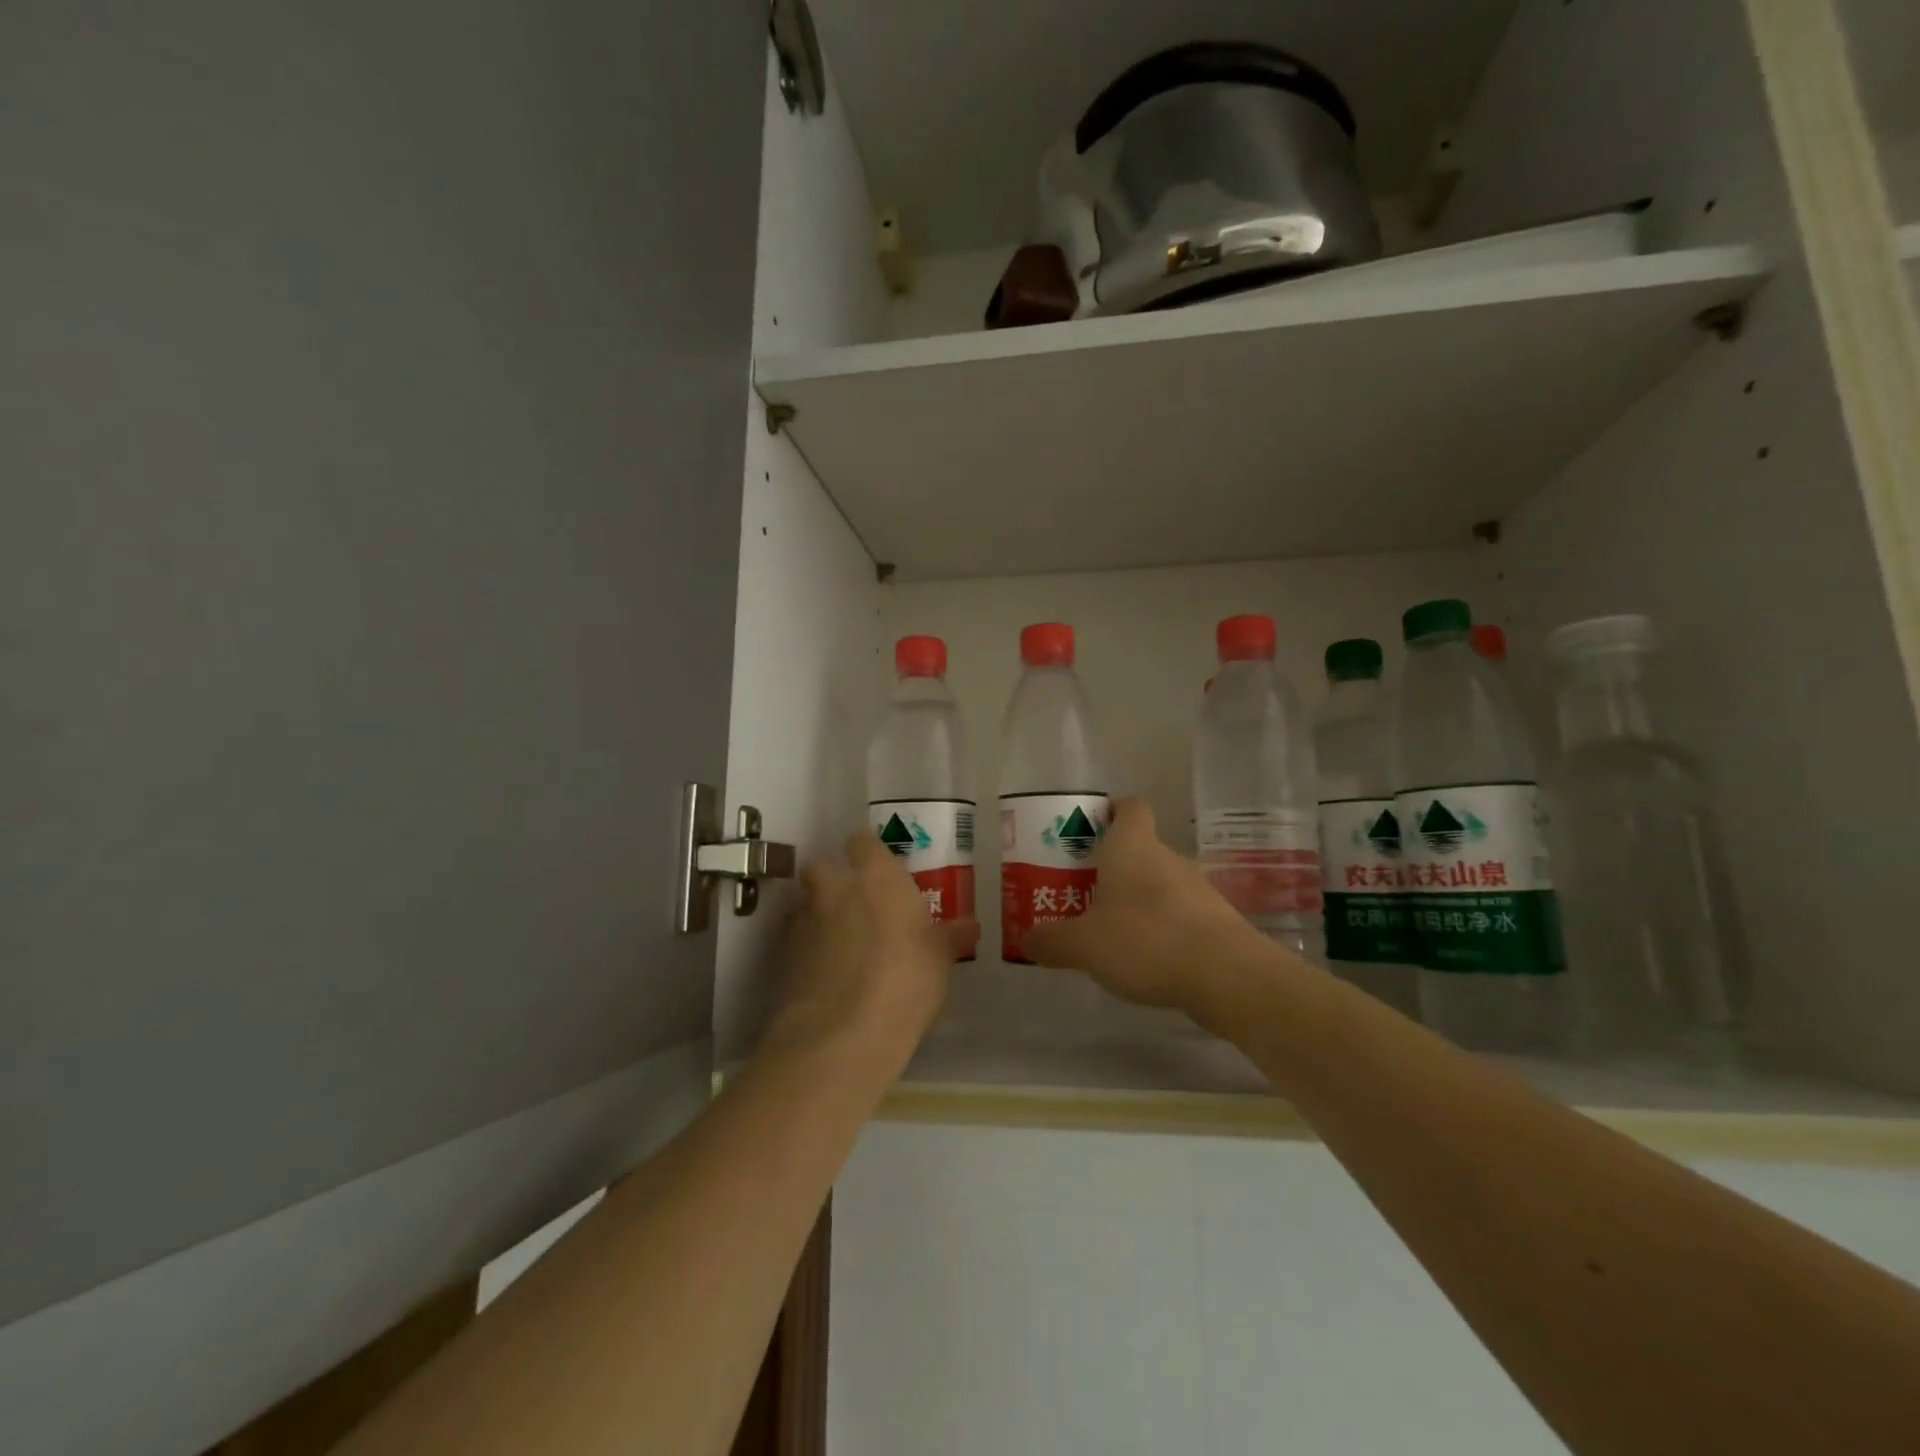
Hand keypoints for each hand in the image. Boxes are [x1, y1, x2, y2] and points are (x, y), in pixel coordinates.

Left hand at [765, 830, 978, 1068]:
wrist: (842, 1034)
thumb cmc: (905, 981)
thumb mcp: (940, 959)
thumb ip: (949, 937)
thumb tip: (969, 926)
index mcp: (876, 877)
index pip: (863, 842)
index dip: (868, 852)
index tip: (879, 869)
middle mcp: (834, 888)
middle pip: (823, 866)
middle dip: (834, 880)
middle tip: (857, 905)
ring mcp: (804, 920)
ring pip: (807, 903)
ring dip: (819, 915)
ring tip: (840, 944)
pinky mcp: (782, 955)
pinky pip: (796, 940)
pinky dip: (807, 949)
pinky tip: (825, 974)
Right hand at [1022, 798, 1269, 1019]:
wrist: (1226, 976)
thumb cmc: (1145, 939)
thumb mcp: (1083, 944)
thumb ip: (1052, 940)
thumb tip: (1028, 939)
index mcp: (1133, 846)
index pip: (1129, 808)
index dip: (1111, 811)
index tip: (1091, 828)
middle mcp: (1167, 858)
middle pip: (1139, 849)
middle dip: (1112, 867)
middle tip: (1083, 891)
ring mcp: (1197, 889)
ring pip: (1159, 884)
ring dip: (1137, 901)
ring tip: (1109, 932)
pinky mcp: (1216, 922)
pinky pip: (1179, 915)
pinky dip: (1161, 929)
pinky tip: (1144, 958)